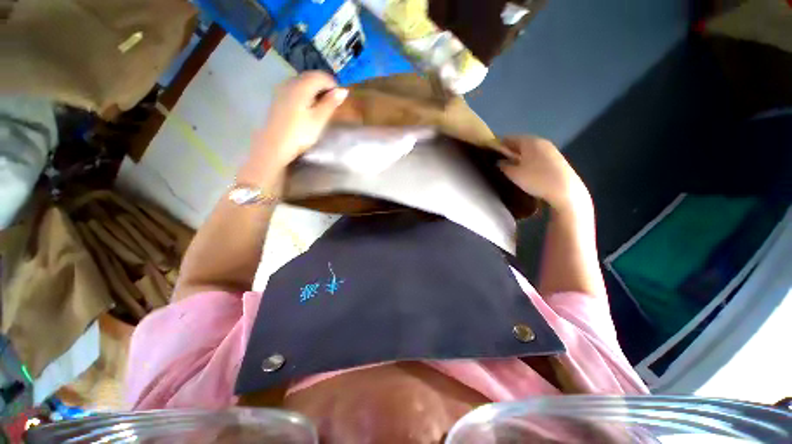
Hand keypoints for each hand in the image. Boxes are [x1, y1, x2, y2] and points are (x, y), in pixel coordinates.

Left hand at [250, 71, 347, 168]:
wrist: (274, 145)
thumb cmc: (300, 133)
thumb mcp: (319, 119)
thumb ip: (330, 103)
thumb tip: (343, 91)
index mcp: (301, 86)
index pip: (321, 76)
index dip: (333, 85)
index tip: (340, 98)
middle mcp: (290, 82)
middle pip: (310, 77)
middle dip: (324, 86)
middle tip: (333, 102)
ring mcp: (282, 89)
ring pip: (302, 82)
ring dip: (314, 89)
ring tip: (322, 106)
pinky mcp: (278, 98)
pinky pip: (295, 88)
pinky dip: (305, 93)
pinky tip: (308, 107)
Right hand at [499, 136, 590, 211]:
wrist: (565, 190)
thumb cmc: (536, 179)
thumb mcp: (514, 174)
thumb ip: (503, 166)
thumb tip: (499, 162)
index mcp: (529, 141)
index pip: (509, 138)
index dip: (498, 145)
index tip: (491, 154)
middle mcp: (541, 142)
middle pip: (521, 143)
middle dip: (509, 151)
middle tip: (500, 162)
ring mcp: (551, 150)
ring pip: (530, 150)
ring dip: (520, 157)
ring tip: (512, 168)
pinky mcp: (557, 159)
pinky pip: (538, 156)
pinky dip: (529, 160)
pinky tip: (527, 171)